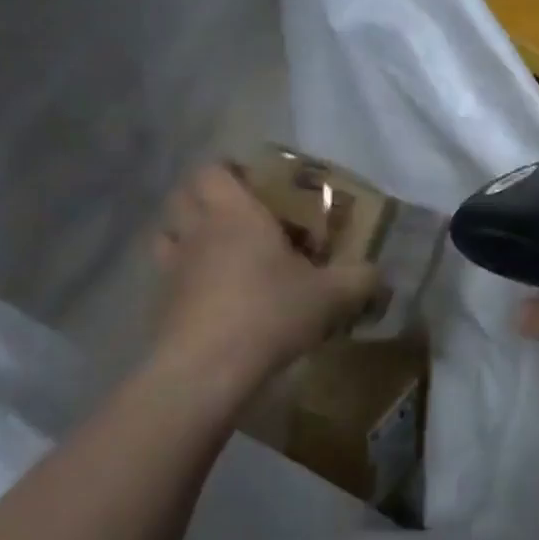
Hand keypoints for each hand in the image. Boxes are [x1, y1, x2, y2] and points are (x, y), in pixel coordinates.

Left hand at [149, 163, 377, 390]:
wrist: (207, 369)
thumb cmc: (270, 312)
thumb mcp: (330, 296)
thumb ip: (359, 279)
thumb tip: (378, 273)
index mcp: (234, 213)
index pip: (213, 170)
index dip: (229, 171)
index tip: (253, 184)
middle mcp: (197, 231)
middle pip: (182, 196)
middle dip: (204, 198)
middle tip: (238, 216)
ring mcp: (172, 268)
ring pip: (167, 235)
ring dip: (186, 236)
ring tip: (217, 253)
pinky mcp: (160, 304)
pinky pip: (167, 277)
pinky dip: (183, 279)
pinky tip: (211, 298)